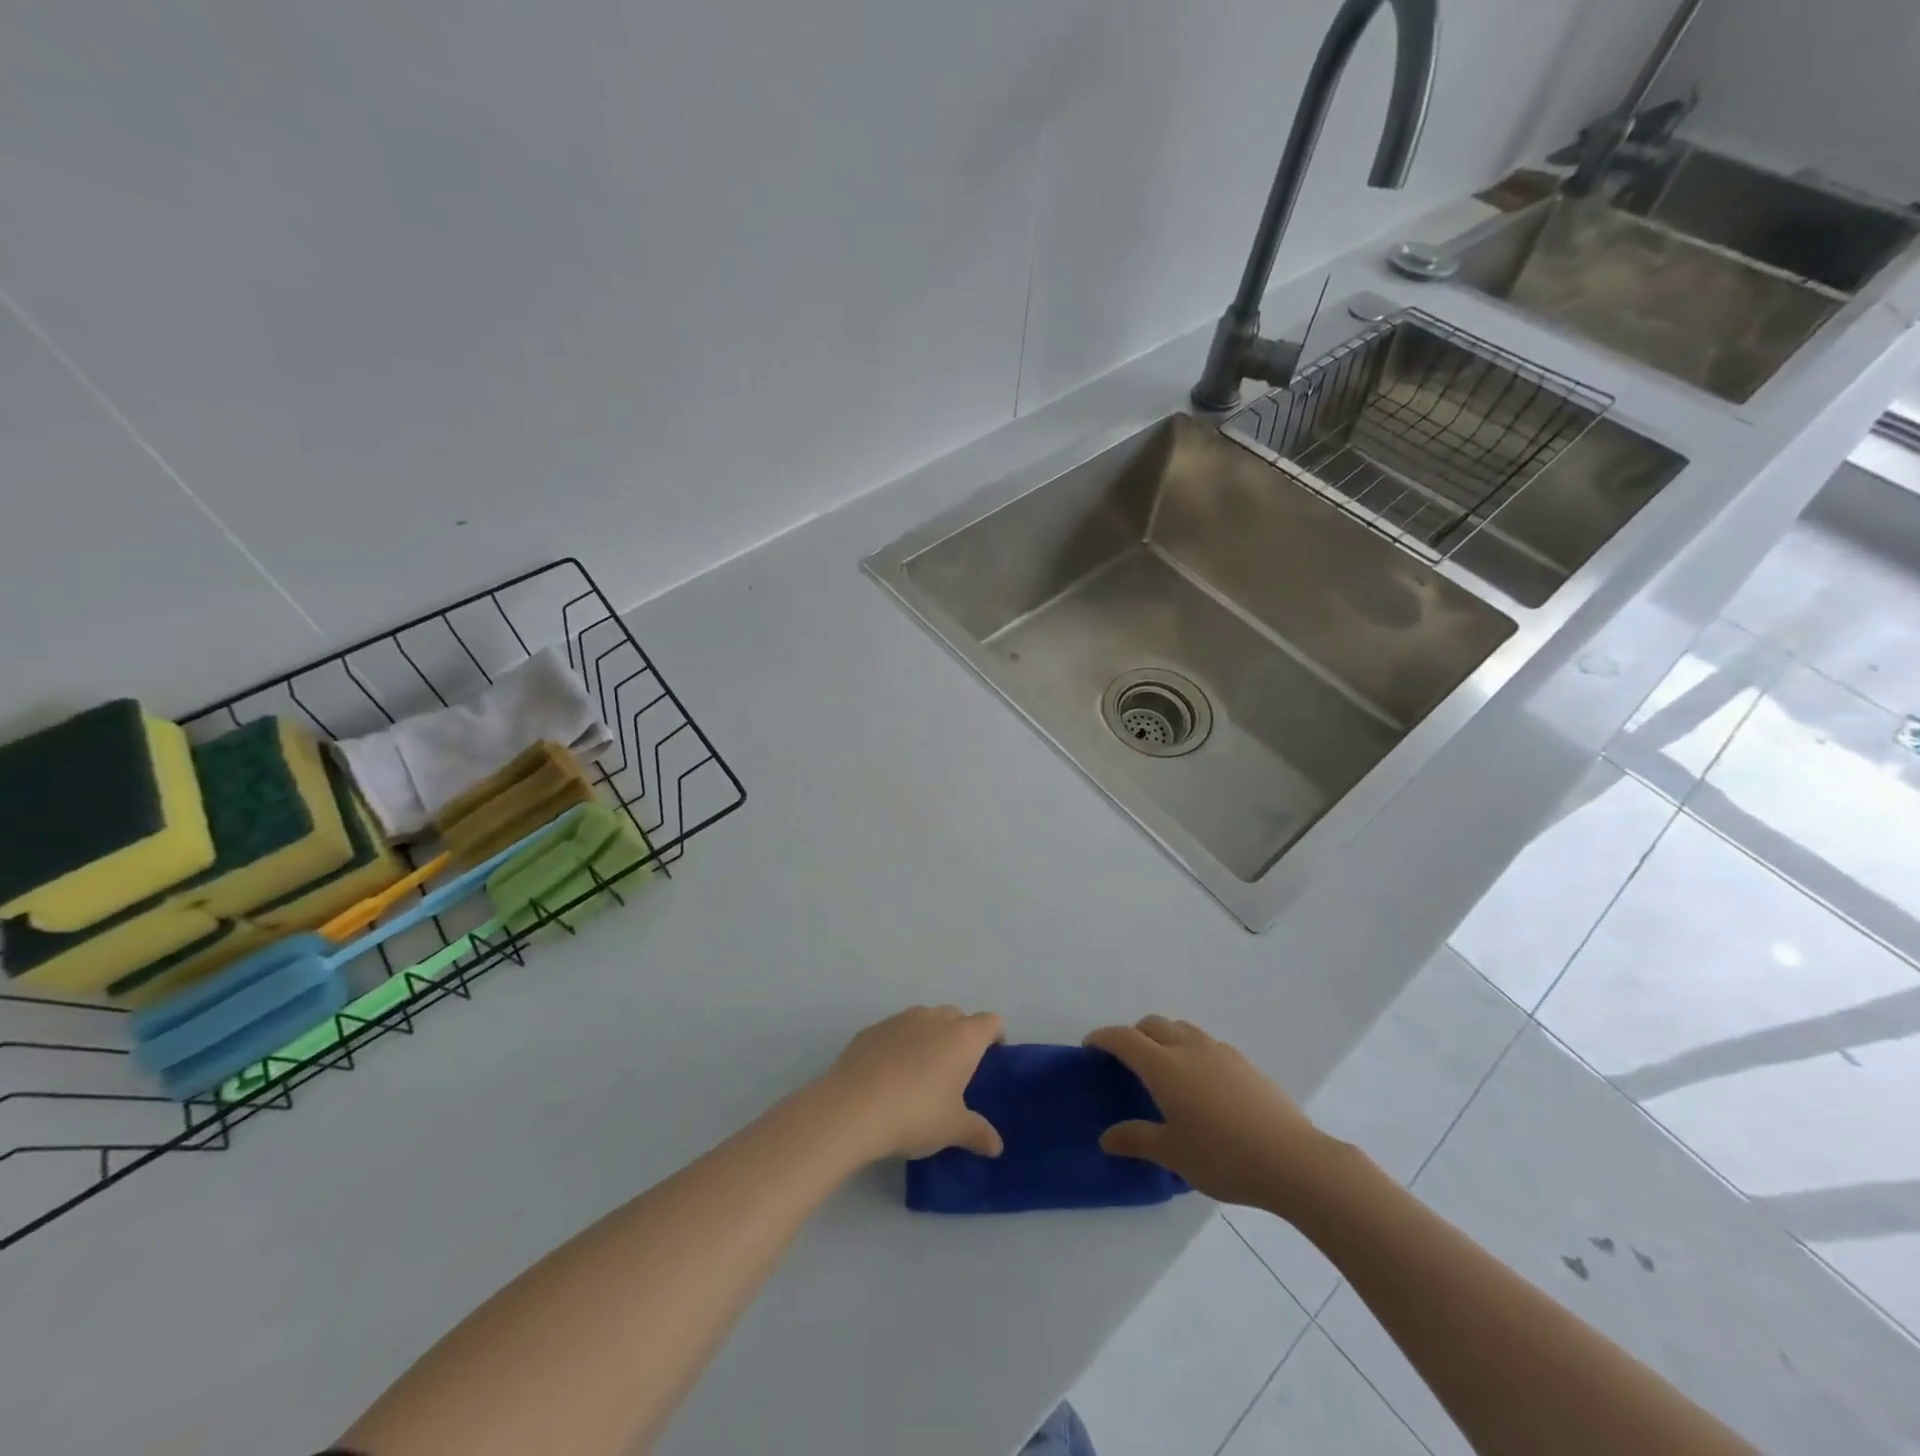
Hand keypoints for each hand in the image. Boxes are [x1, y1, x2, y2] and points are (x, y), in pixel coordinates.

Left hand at [817, 1006, 1004, 1161]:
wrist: (852, 1108)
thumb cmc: (915, 1115)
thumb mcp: (952, 1129)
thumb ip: (977, 1133)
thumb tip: (996, 1146)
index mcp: (962, 1037)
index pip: (990, 1022)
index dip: (995, 1036)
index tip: (993, 1057)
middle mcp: (934, 1019)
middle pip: (957, 1016)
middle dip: (961, 1035)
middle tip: (956, 1070)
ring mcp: (900, 1020)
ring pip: (925, 1019)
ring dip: (929, 1037)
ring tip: (921, 1072)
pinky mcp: (872, 1029)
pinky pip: (895, 1030)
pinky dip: (899, 1044)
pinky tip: (889, 1074)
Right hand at [1086, 1016, 1335, 1212]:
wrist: (1292, 1160)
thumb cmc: (1223, 1157)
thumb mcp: (1173, 1154)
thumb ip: (1136, 1139)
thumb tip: (1106, 1137)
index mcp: (1164, 1067)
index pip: (1124, 1038)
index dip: (1103, 1038)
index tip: (1090, 1046)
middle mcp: (1188, 1048)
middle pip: (1152, 1024)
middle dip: (1133, 1034)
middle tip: (1126, 1062)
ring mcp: (1219, 1052)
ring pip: (1181, 1028)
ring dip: (1163, 1037)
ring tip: (1163, 1068)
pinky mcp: (1244, 1063)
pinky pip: (1206, 1043)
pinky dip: (1190, 1049)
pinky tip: (1201, 1083)